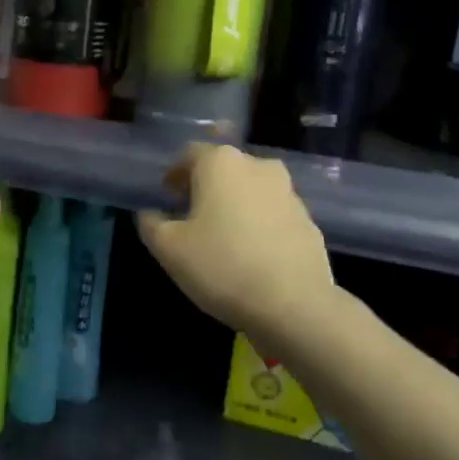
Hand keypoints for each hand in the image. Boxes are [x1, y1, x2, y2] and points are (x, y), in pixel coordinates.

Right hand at [137, 144, 338, 340]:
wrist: (294, 305)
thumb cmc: (222, 265)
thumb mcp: (168, 248)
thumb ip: (151, 224)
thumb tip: (150, 213)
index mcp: (221, 163)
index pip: (189, 154)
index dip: (174, 174)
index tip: (167, 197)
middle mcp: (258, 166)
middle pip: (223, 168)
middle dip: (205, 186)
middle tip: (190, 215)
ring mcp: (288, 192)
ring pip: (250, 189)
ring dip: (234, 204)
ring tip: (221, 236)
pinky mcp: (308, 221)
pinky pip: (272, 213)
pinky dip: (257, 223)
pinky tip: (249, 253)